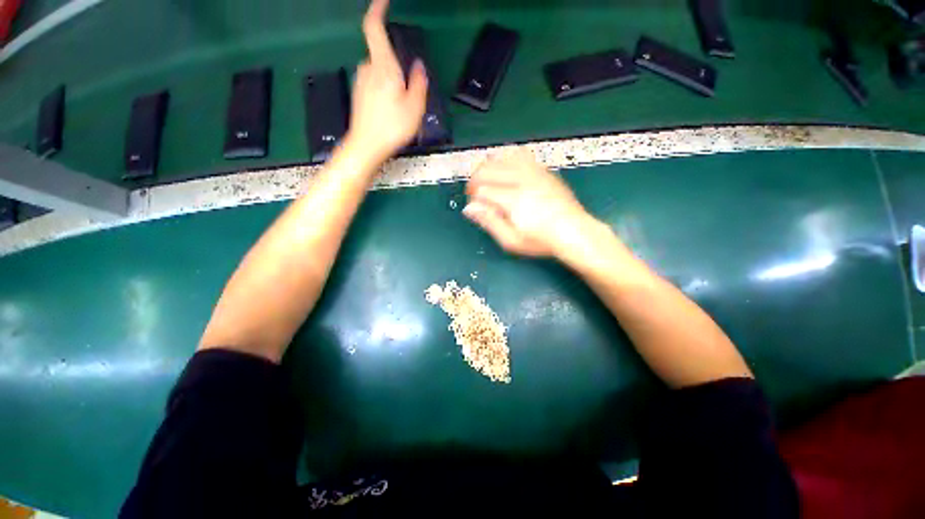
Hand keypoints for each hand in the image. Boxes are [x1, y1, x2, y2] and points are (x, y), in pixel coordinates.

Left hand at [344, 0, 427, 164]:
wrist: (366, 146)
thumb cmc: (392, 128)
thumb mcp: (414, 108)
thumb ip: (418, 83)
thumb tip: (418, 66)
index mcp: (383, 67)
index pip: (374, 28)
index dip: (378, 9)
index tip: (384, 0)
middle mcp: (368, 68)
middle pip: (383, 56)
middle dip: (396, 69)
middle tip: (408, 96)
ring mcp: (361, 81)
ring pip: (380, 73)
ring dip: (391, 84)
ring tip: (400, 110)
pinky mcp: (359, 94)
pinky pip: (375, 84)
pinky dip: (384, 92)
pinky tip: (390, 113)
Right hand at [464, 148, 597, 258]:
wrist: (573, 232)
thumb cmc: (540, 240)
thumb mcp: (511, 240)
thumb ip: (489, 222)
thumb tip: (470, 208)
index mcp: (513, 199)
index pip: (482, 189)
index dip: (473, 197)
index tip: (474, 206)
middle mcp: (522, 180)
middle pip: (488, 168)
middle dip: (476, 180)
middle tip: (476, 193)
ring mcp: (534, 172)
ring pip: (502, 158)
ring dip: (489, 167)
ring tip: (488, 180)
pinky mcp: (542, 170)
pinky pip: (520, 154)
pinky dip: (507, 159)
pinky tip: (506, 169)